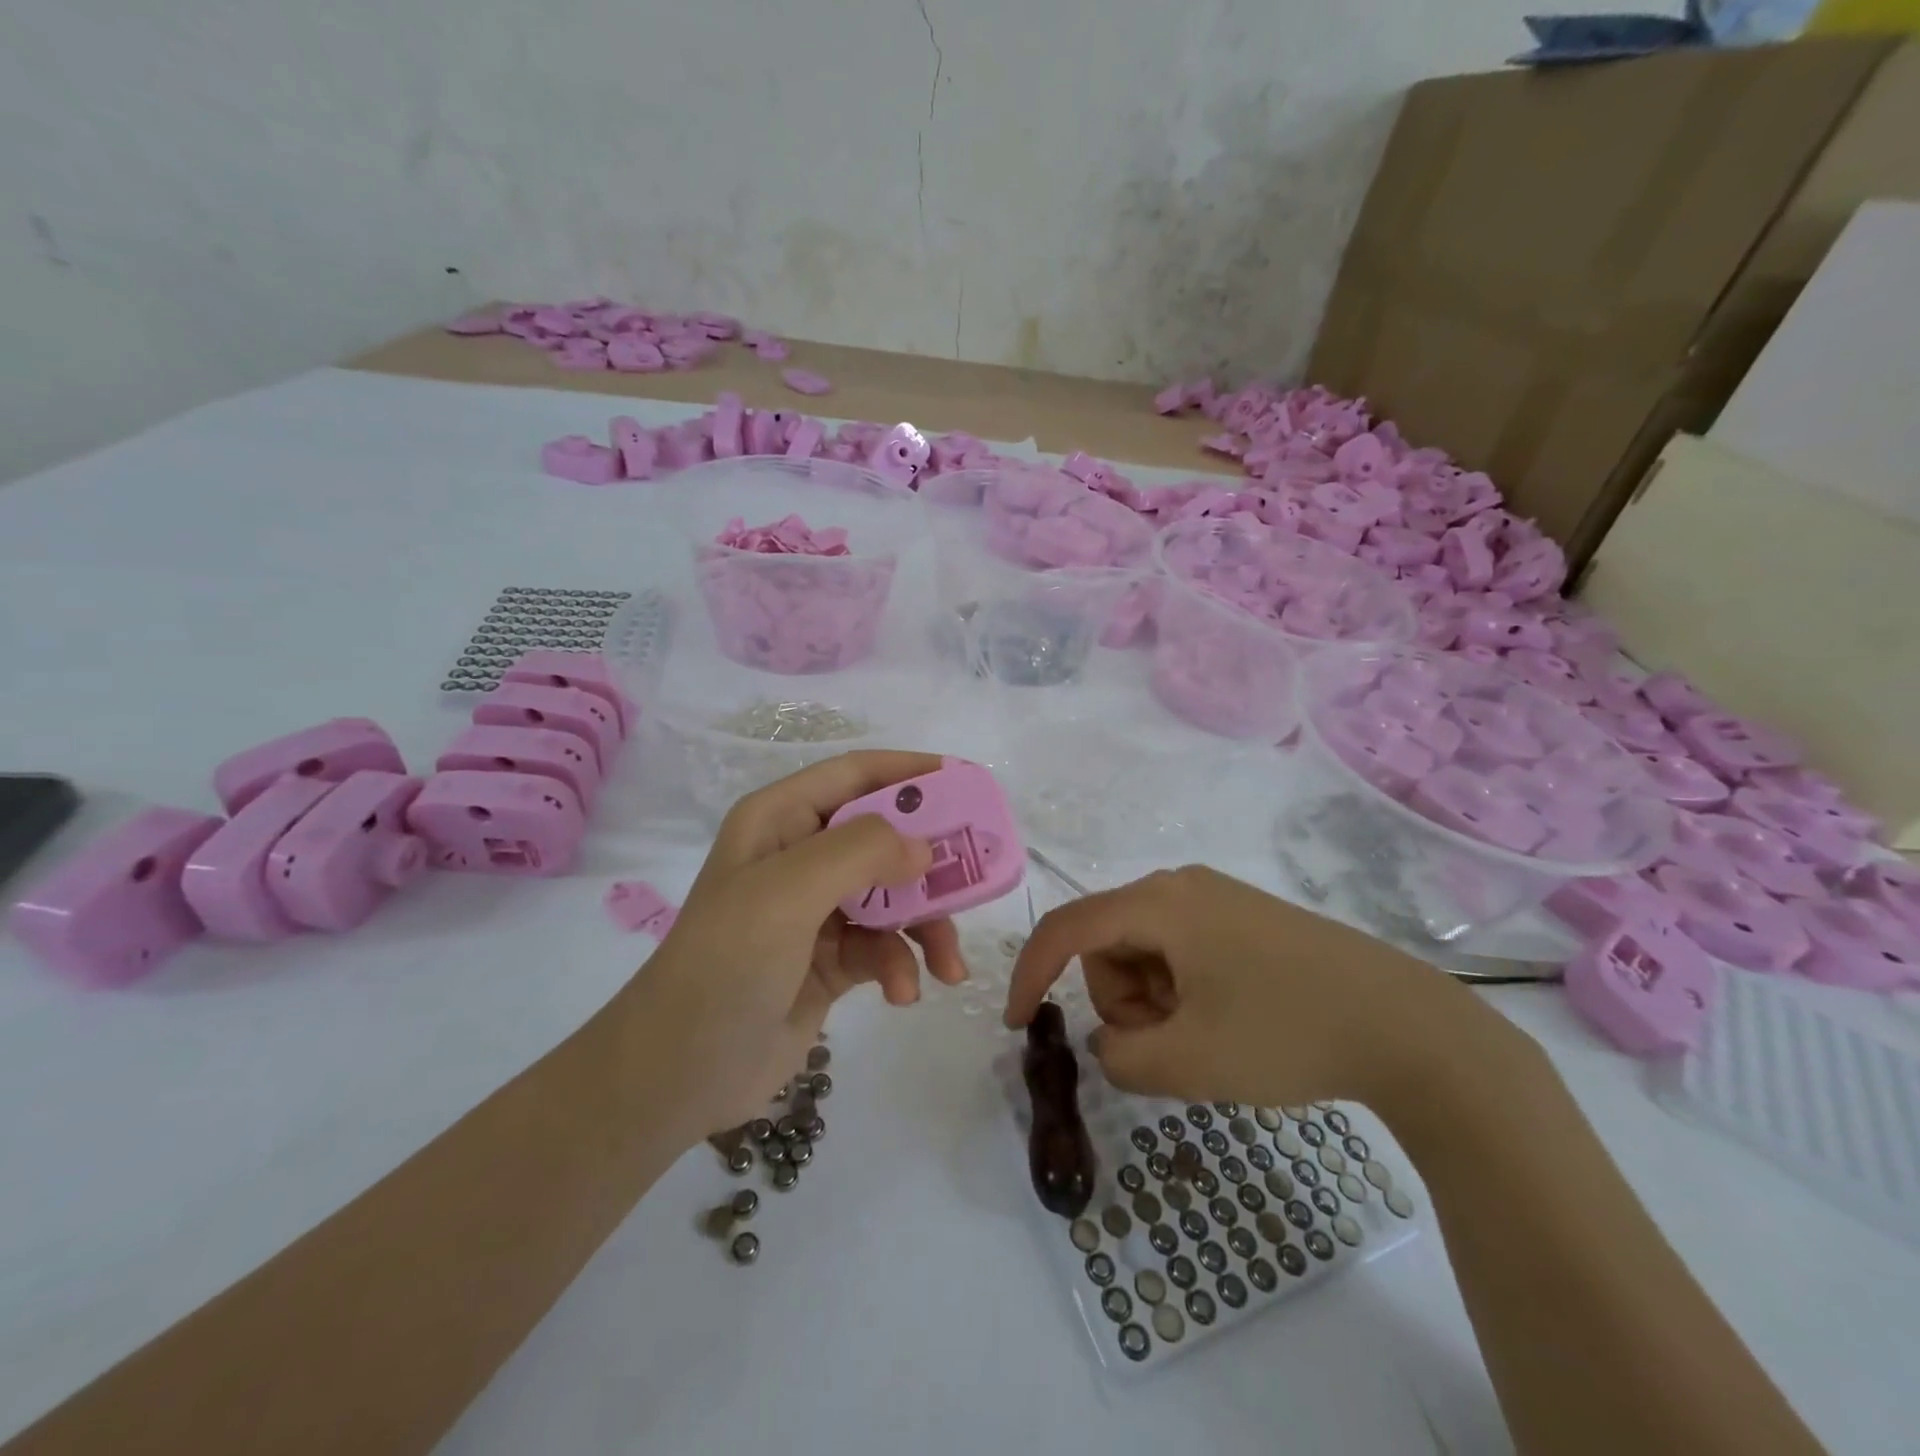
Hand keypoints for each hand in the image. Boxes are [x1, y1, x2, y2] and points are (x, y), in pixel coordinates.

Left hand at [633, 751, 968, 1139]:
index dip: (912, 772)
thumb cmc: (727, 963)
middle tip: (979, 876)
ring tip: (949, 964)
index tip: (969, 785)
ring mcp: (815, 910)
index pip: (856, 774)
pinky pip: (883, 946)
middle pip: (885, 837)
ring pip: (893, 896)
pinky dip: (900, 965)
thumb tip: (924, 849)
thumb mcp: (789, 891)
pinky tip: (903, 993)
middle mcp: (800, 855)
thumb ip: (861, 851)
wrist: (680, 1072)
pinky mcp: (830, 959)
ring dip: (925, 927)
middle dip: (931, 861)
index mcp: (781, 819)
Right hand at [1004, 865, 1469, 1110]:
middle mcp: (1181, 885)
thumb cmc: (1288, 1033)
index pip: (1067, 929)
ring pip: (1145, 951)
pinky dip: (1183, 992)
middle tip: (1171, 1044)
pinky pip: (1183, 952)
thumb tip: (1111, 1042)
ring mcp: (1217, 899)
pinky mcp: (1245, 920)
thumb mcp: (1189, 1061)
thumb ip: (1120, 1058)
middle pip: (1109, 944)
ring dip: (1154, 1002)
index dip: (1031, 973)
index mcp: (1159, 902)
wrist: (1411, 1027)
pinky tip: (1231, 1022)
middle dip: (1121, 1001)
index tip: (1018, 1024)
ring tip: (1208, 1039)